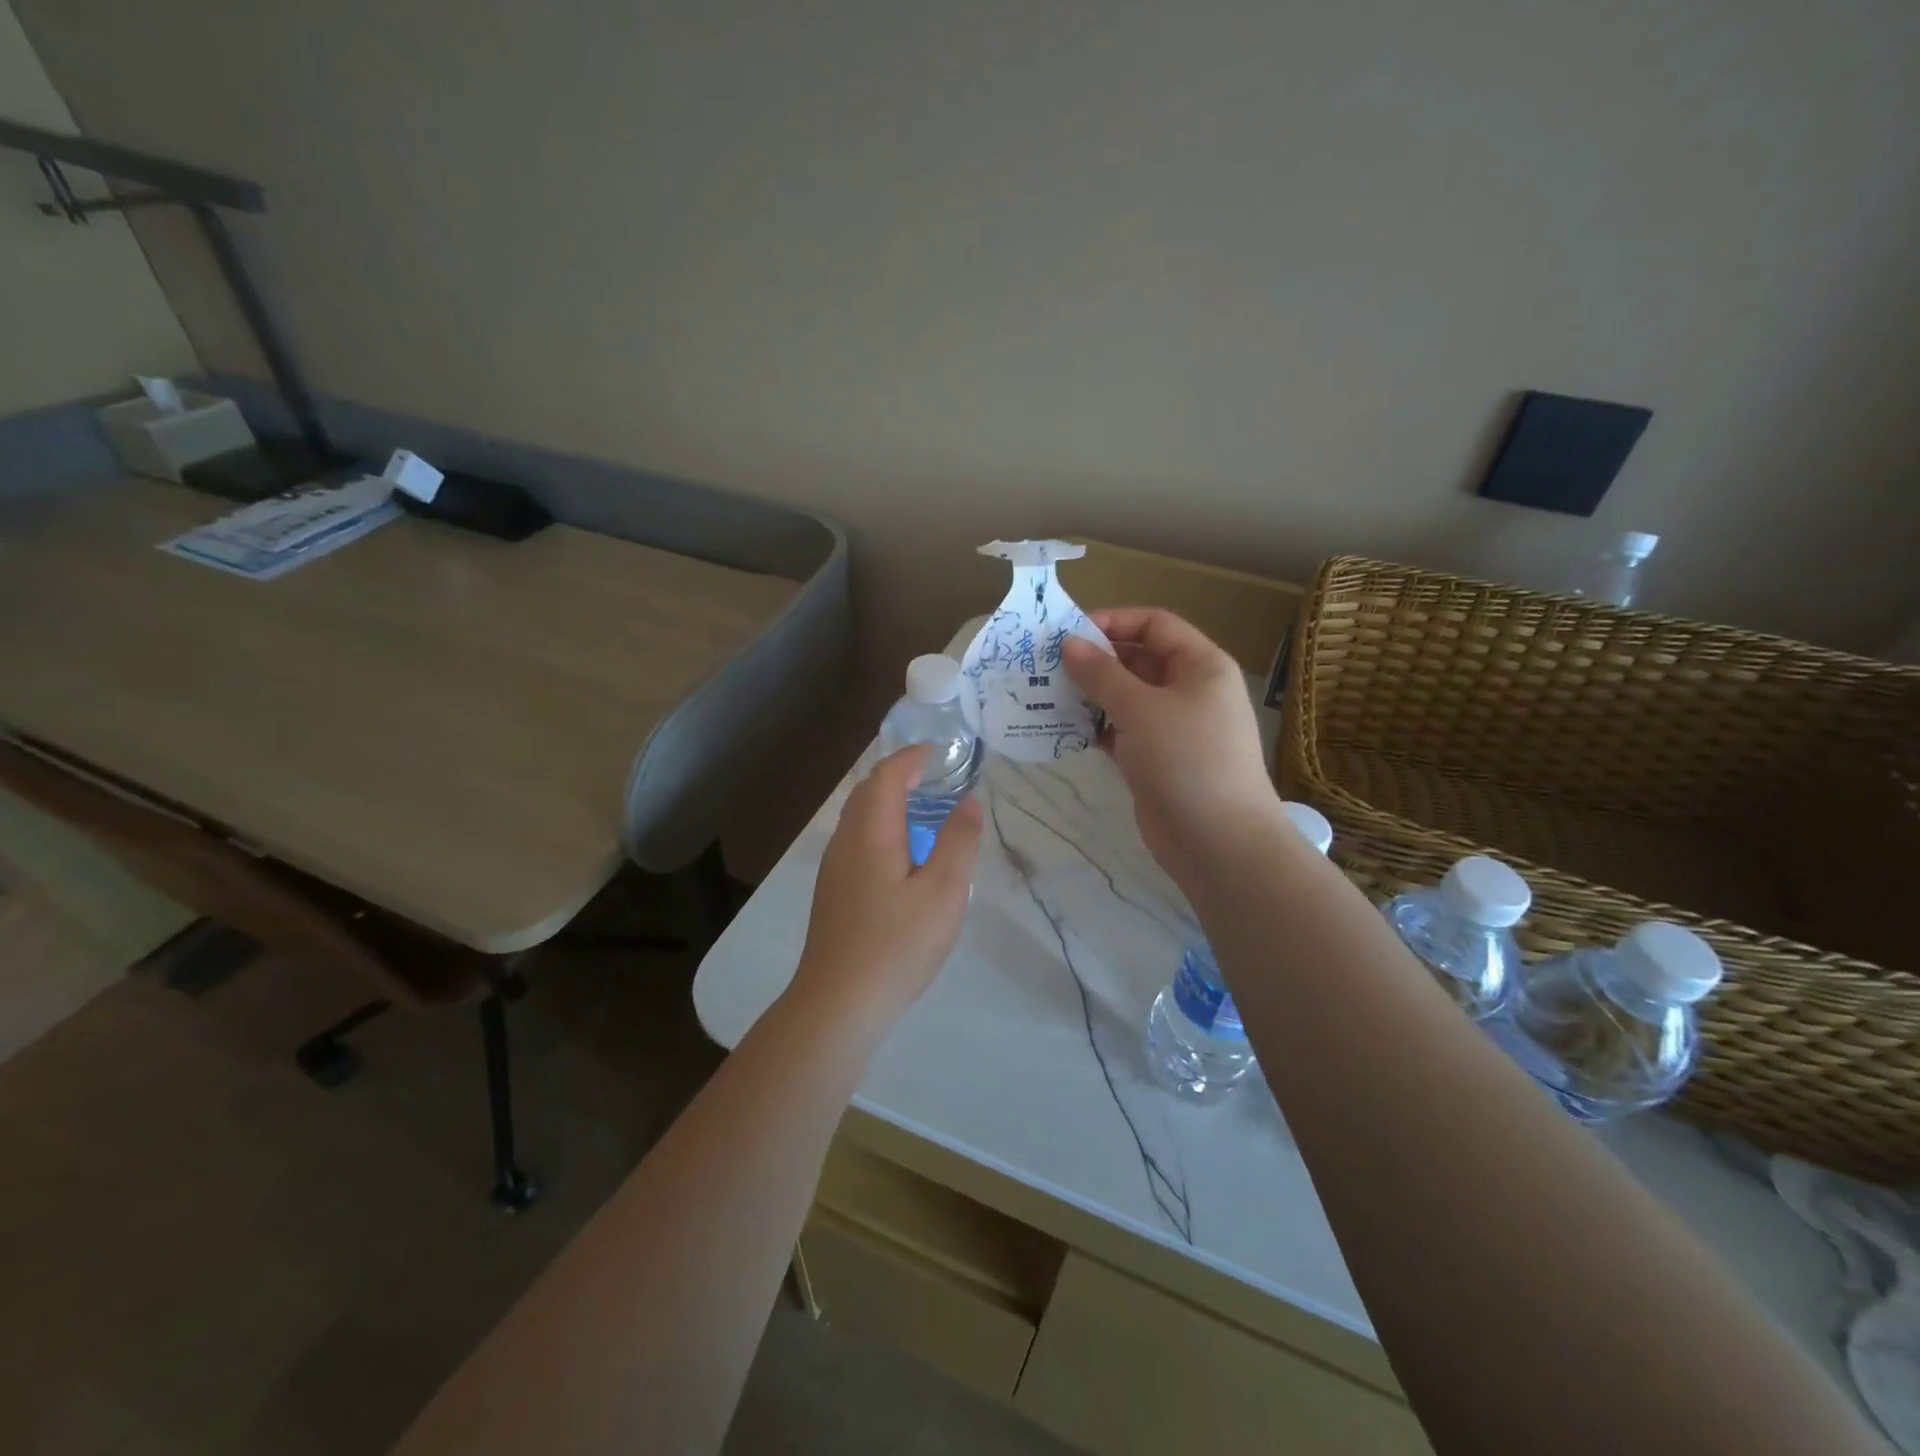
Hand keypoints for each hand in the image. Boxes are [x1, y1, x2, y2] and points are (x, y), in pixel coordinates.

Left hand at [789, 745, 983, 1032]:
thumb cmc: (897, 944)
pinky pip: (855, 839)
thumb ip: (958, 841)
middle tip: (933, 777)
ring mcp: (834, 866)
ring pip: (858, 817)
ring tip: (922, 811)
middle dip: (898, 775)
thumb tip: (970, 801)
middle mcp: (846, 840)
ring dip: (887, 801)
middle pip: (867, 791)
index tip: (938, 753)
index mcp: (871, 832)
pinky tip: (900, 855)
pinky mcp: (832, 890)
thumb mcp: (944, 892)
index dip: (911, 757)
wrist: (839, 1001)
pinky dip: (879, 827)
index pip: (887, 775)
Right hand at [1062, 607, 1280, 889]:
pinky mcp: (1156, 759)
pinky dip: (1095, 728)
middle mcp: (1189, 690)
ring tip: (1046, 695)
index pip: (1155, 624)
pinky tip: (1062, 729)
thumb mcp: (1141, 709)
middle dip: (1095, 661)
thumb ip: (1102, 674)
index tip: (1069, 633)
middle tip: (1047, 666)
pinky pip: (1121, 731)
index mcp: (1200, 666)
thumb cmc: (1187, 761)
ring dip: (1090, 695)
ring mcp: (1173, 727)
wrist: (1218, 842)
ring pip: (1126, 698)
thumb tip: (1069, 644)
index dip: (1114, 622)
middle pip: (1138, 660)